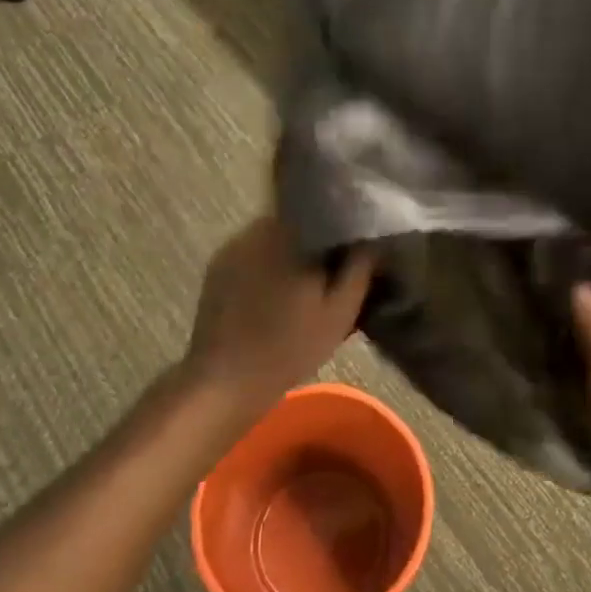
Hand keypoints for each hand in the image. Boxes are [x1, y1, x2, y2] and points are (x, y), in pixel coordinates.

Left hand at [184, 216, 373, 405]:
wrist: (225, 380)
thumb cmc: (290, 346)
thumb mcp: (340, 311)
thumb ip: (360, 268)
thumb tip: (372, 238)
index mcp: (291, 233)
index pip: (327, 211)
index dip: (346, 226)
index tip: (360, 246)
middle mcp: (258, 228)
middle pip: (300, 222)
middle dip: (319, 241)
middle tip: (337, 269)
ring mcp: (233, 246)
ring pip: (276, 237)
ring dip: (293, 253)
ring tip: (308, 283)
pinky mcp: (218, 266)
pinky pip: (254, 253)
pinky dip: (269, 265)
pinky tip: (278, 293)